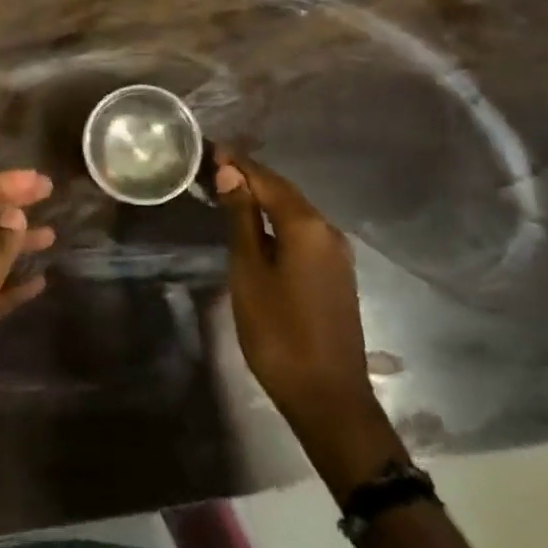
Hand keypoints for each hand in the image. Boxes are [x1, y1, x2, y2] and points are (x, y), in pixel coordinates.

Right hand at [216, 148, 398, 492]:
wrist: (329, 400)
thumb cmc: (279, 333)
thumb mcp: (249, 272)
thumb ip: (240, 219)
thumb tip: (230, 173)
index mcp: (306, 226)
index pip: (266, 180)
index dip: (237, 163)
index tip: (210, 148)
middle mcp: (327, 231)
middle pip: (283, 192)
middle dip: (250, 176)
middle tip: (214, 165)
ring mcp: (336, 254)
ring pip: (294, 211)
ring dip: (263, 197)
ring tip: (229, 189)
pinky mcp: (336, 274)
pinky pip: (303, 232)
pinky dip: (277, 220)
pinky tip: (257, 225)